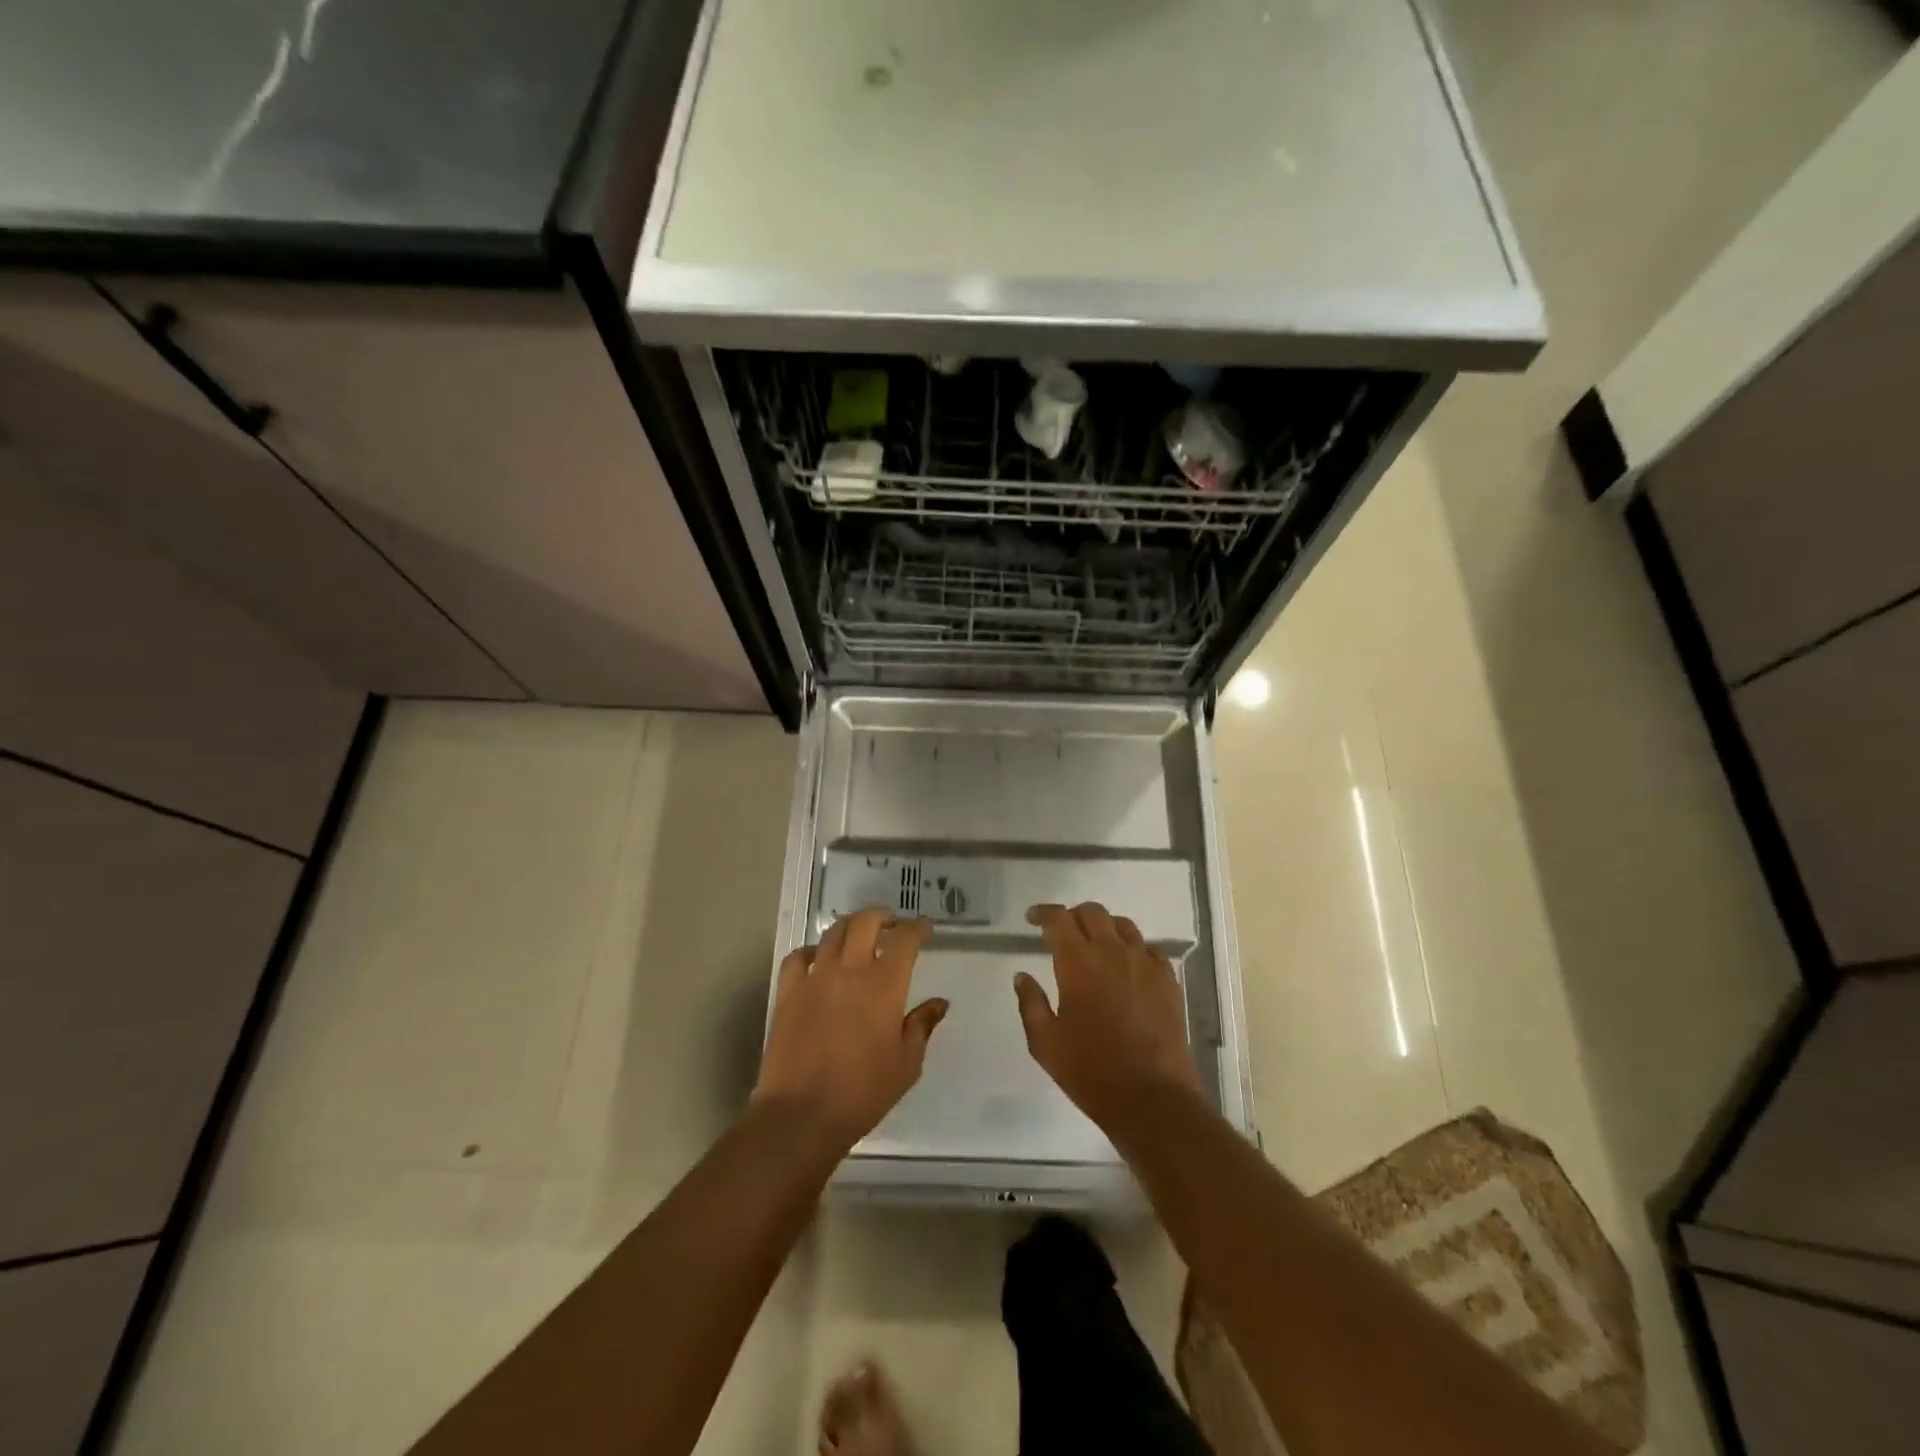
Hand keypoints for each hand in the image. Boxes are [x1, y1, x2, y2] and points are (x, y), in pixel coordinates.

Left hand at [753, 910, 946, 1152]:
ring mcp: (814, 978)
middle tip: (891, 925)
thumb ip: (922, 1026)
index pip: (905, 940)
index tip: (925, 928)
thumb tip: (938, 1003)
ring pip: (833, 933)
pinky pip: (798, 957)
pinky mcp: (788, 993)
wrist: (801, 1115)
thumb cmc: (862, 1093)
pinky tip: (818, 960)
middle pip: (865, 922)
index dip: (917, 928)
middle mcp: (849, 971)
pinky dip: (811, 951)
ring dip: (851, 927)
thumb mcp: (906, 1064)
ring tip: (859, 936)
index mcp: (884, 985)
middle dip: (882, 916)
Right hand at [1015, 902, 1203, 1138]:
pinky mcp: (1168, 980)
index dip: (1044, 913)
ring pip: (1123, 925)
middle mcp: (1112, 952)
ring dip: (1104, 927)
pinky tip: (1127, 966)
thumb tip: (1022, 976)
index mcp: (1078, 963)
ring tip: (1095, 944)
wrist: (1152, 1098)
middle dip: (1073, 916)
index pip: (1059, 919)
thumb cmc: (1090, 1071)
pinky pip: (1149, 949)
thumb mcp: (1045, 1043)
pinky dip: (1133, 948)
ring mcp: (1144, 963)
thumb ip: (1031, 1003)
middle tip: (1062, 932)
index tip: (1033, 918)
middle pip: (1092, 913)